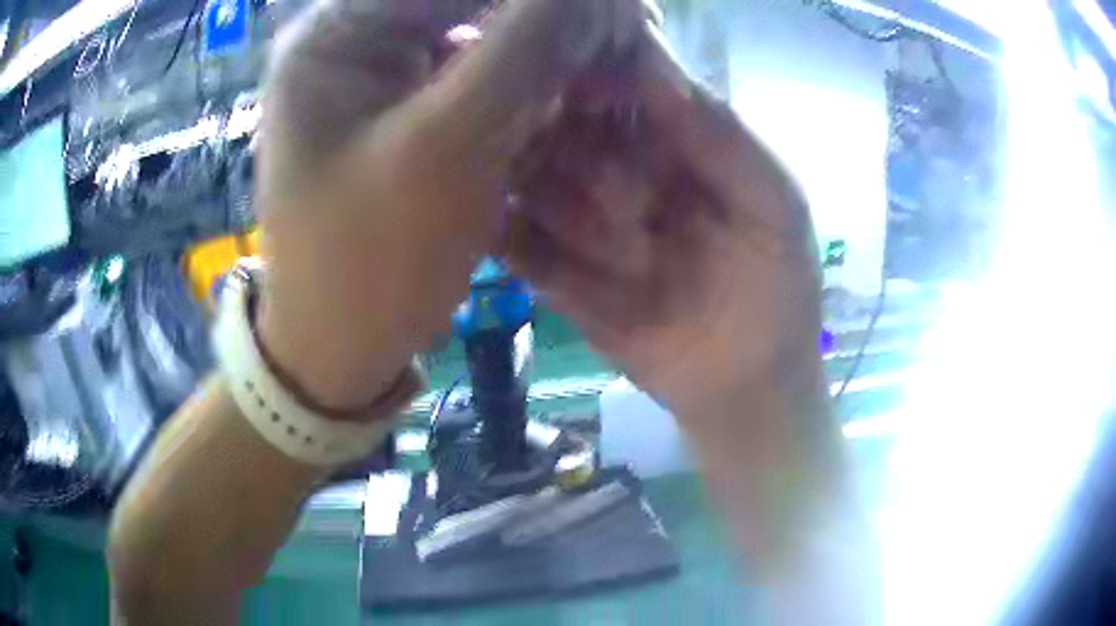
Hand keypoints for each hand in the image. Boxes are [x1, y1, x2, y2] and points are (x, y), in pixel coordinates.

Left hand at [254, 0, 645, 410]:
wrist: (338, 348)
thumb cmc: (371, 263)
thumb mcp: (450, 145)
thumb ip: (529, 46)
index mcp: (333, 33)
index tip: (624, 8)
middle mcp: (350, 39)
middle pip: (465, 4)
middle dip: (549, 18)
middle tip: (632, 30)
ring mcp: (375, 72)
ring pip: (478, 32)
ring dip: (548, 47)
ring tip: (612, 63)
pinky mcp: (399, 108)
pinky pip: (474, 71)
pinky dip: (527, 79)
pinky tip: (574, 93)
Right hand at [509, 28, 824, 418]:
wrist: (746, 387)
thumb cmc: (777, 290)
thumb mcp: (773, 206)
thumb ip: (723, 138)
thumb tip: (655, 69)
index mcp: (675, 144)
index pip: (625, 89)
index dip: (598, 73)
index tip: (569, 66)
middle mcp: (620, 172)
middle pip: (568, 129)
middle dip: (549, 122)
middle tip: (525, 121)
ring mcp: (583, 225)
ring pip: (533, 183)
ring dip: (518, 174)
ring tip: (497, 171)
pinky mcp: (556, 276)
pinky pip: (518, 248)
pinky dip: (498, 233)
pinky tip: (480, 221)